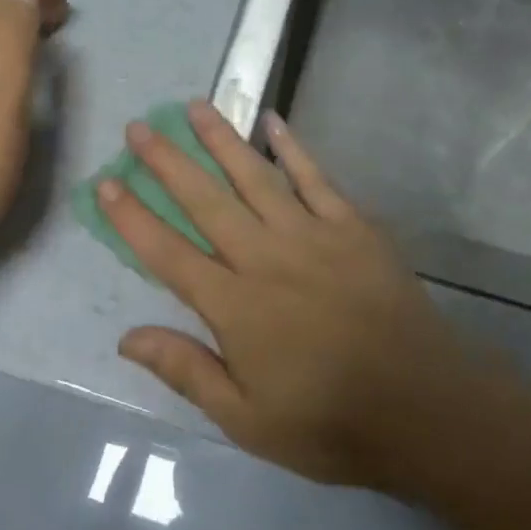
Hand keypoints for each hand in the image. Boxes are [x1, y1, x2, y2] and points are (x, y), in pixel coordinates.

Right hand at [99, 100, 487, 487]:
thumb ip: (186, 370)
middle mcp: (266, 258)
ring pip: (256, 177)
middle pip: (206, 201)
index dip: (132, 217)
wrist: (425, 408)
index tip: (106, 182)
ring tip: (194, 106)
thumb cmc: (329, 422)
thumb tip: (126, 336)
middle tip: (138, 127)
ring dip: (221, 140)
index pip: (169, 252)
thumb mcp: (246, 419)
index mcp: (235, 305)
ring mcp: (313, 236)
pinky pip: (316, 179)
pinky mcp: (354, 228)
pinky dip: (293, 148)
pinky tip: (273, 121)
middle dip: (167, 162)